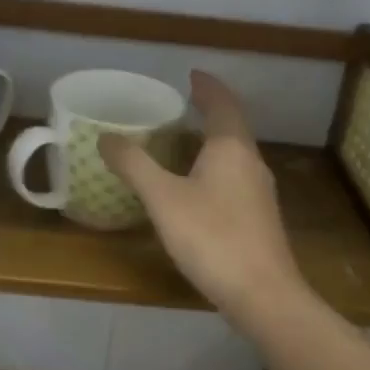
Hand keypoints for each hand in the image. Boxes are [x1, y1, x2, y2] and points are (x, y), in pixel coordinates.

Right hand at [99, 71, 306, 316]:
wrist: (263, 295)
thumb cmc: (212, 237)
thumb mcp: (163, 199)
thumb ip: (134, 165)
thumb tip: (106, 137)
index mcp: (231, 148)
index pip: (222, 103)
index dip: (207, 86)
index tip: (191, 74)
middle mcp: (251, 162)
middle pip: (232, 126)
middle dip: (210, 110)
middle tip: (183, 103)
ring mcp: (259, 191)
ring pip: (235, 153)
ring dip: (213, 139)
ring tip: (186, 139)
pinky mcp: (259, 217)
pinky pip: (235, 176)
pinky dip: (216, 166)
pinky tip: (199, 185)